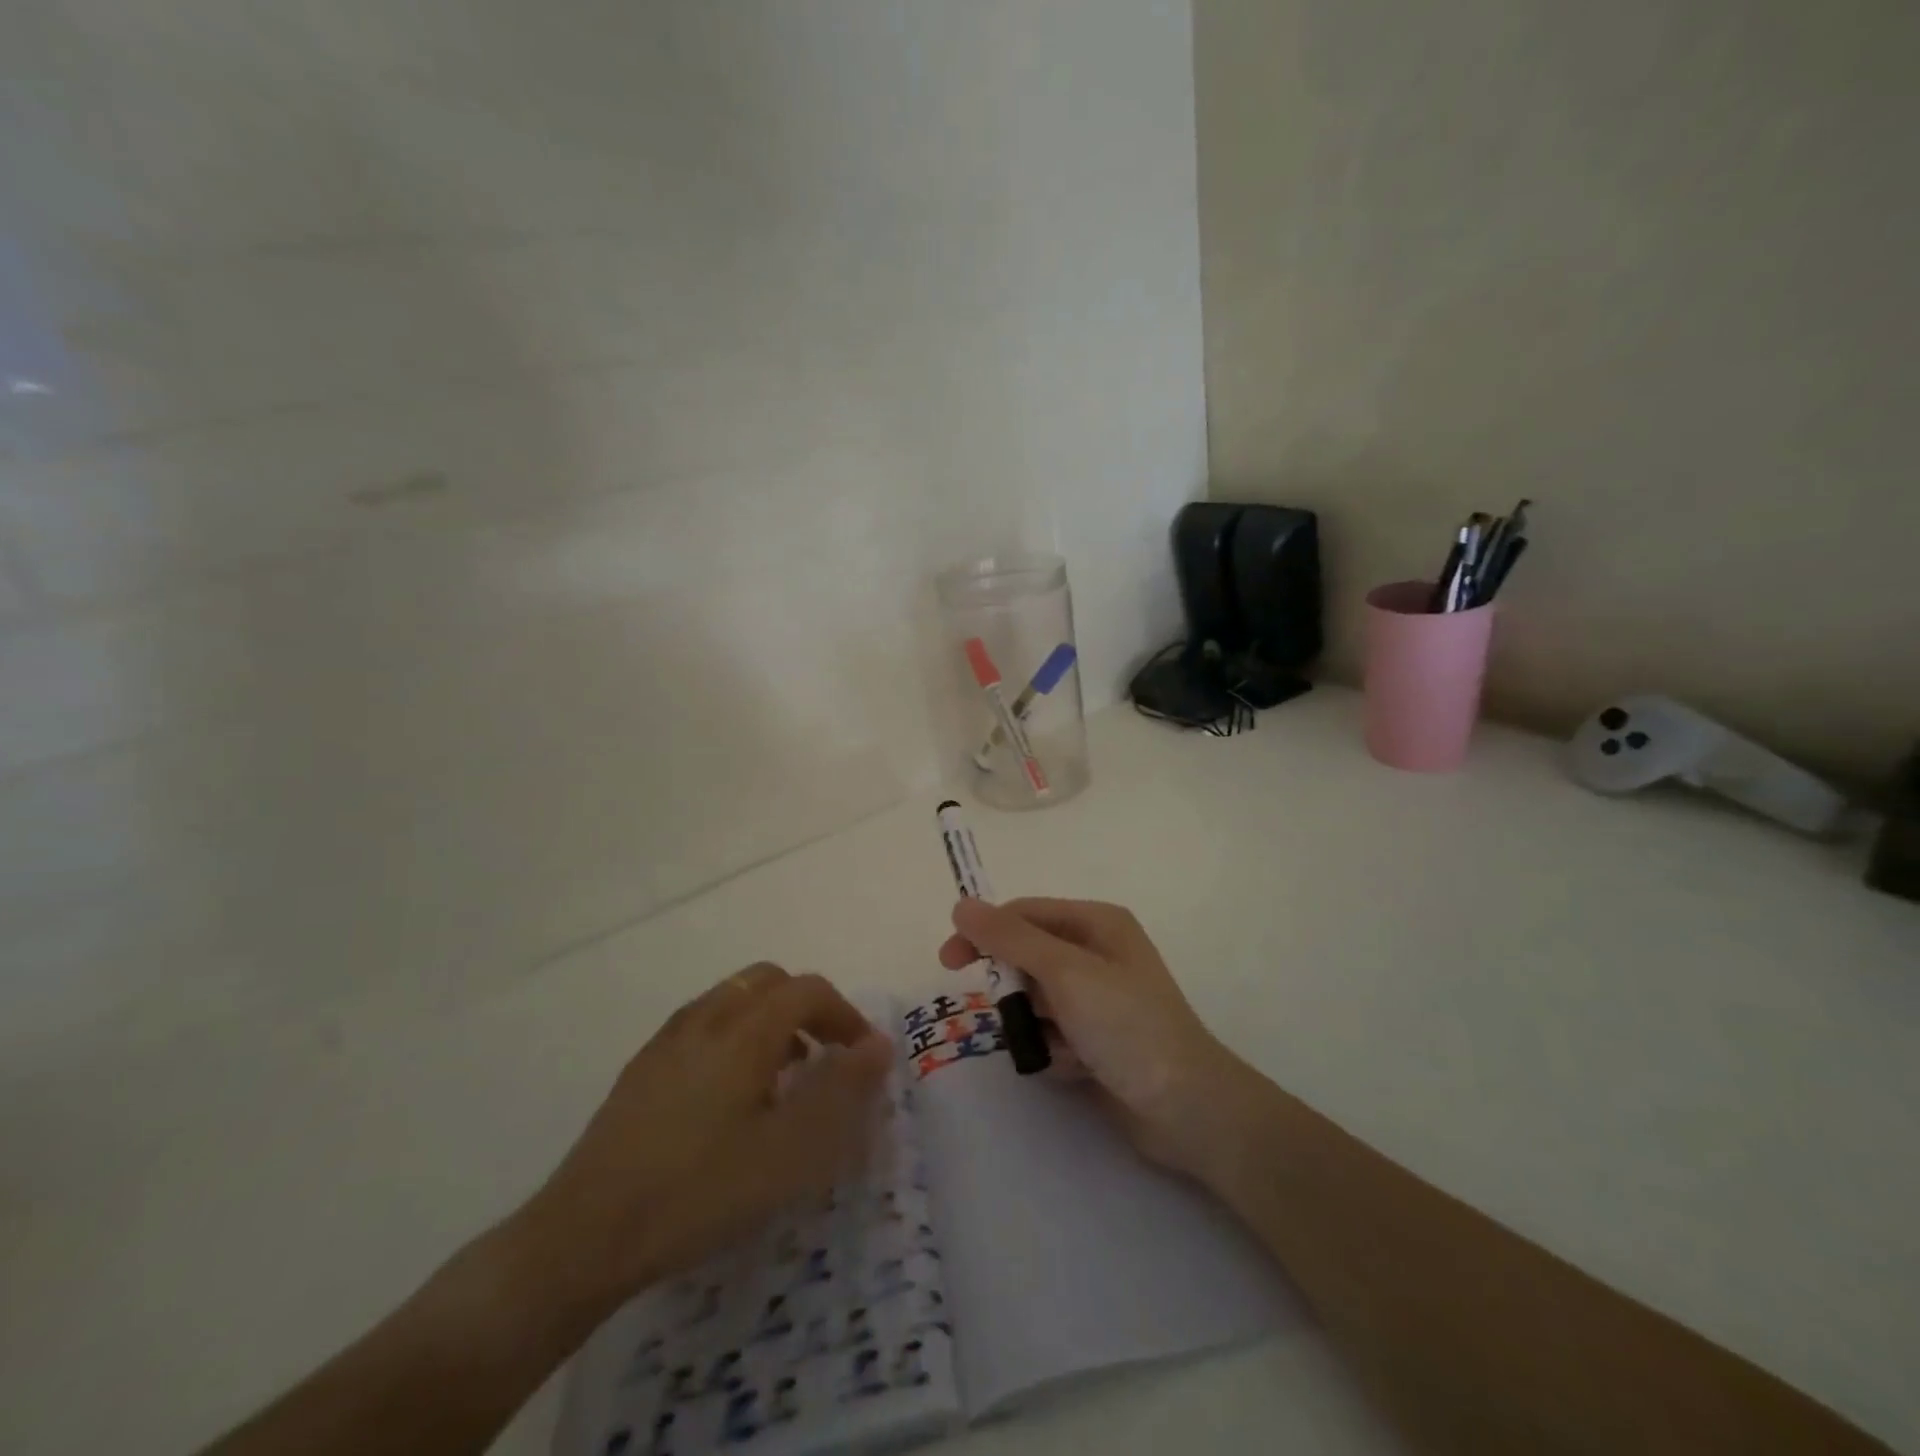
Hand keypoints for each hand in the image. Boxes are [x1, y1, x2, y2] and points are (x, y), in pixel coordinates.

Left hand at [513, 964, 892, 1317]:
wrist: (584, 1235)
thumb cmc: (700, 1191)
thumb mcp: (789, 1151)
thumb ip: (841, 1091)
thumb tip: (878, 1045)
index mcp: (745, 1030)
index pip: (808, 990)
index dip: (844, 1014)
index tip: (862, 1057)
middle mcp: (706, 1018)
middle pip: (769, 982)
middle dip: (806, 1007)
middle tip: (823, 1058)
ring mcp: (668, 1040)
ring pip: (732, 1000)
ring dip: (769, 1021)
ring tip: (781, 1079)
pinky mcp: (642, 1068)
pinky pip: (703, 1025)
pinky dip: (734, 1037)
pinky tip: (729, 1098)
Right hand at [939, 898, 1250, 1176]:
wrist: (1186, 1108)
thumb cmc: (1126, 1025)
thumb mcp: (1064, 972)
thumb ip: (1010, 938)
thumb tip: (961, 905)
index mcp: (1096, 923)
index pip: (1024, 914)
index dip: (984, 932)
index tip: (949, 961)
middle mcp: (1097, 954)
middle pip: (1027, 957)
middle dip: (1016, 989)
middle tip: (1010, 1015)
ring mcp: (1099, 999)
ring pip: (1035, 1000)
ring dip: (1036, 1025)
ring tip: (1059, 1046)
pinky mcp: (1098, 1039)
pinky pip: (1053, 1033)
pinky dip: (1054, 1050)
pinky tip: (1077, 1068)